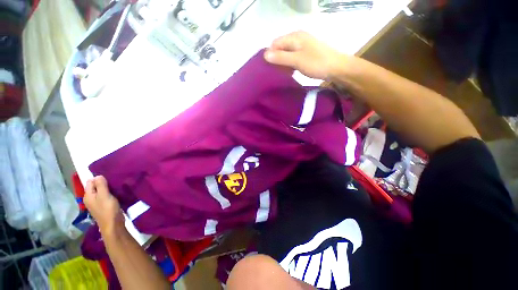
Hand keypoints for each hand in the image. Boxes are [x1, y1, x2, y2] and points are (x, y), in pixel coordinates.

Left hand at [84, 176, 124, 236]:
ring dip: (107, 188)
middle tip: (113, 180)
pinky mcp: (104, 206)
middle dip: (103, 183)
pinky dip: (110, 193)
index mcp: (88, 195)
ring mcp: (97, 203)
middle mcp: (90, 199)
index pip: (90, 182)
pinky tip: (116, 192)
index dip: (98, 178)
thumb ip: (100, 185)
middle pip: (95, 186)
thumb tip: (97, 176)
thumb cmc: (108, 209)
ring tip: (116, 185)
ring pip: (101, 191)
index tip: (109, 176)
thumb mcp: (104, 195)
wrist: (113, 225)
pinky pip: (105, 196)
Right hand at [264, 31, 346, 79]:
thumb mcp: (296, 60)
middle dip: (276, 59)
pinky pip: (293, 57)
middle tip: (275, 72)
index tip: (270, 68)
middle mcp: (298, 38)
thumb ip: (281, 57)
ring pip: (287, 53)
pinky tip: (290, 72)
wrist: (336, 68)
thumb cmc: (316, 63)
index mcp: (295, 37)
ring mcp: (303, 45)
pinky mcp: (306, 53)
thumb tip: (265, 55)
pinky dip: (290, 64)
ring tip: (282, 74)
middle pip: (281, 48)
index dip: (270, 55)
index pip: (275, 43)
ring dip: (283, 63)